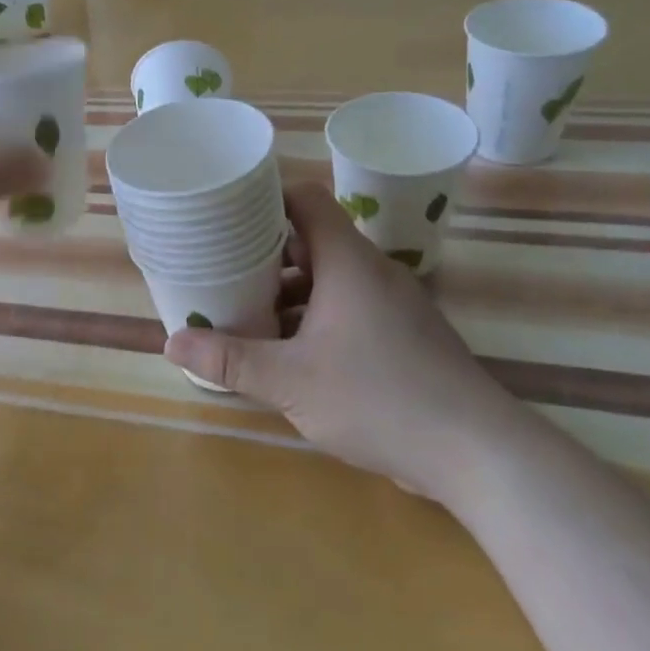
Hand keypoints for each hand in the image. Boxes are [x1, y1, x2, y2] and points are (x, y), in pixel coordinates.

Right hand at [163, 184, 530, 504]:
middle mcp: (372, 273)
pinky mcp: (403, 336)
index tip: (226, 212)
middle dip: (264, 253)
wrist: (477, 453)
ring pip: (329, 279)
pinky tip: (288, 352)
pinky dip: (314, 318)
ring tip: (245, 312)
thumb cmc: (379, 399)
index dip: (265, 197)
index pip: (306, 200)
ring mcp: (393, 305)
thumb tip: (171, 340)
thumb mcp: (290, 381)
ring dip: (288, 291)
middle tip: (221, 268)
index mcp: (348, 263)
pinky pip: (348, 309)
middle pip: (312, 240)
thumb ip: (230, 359)